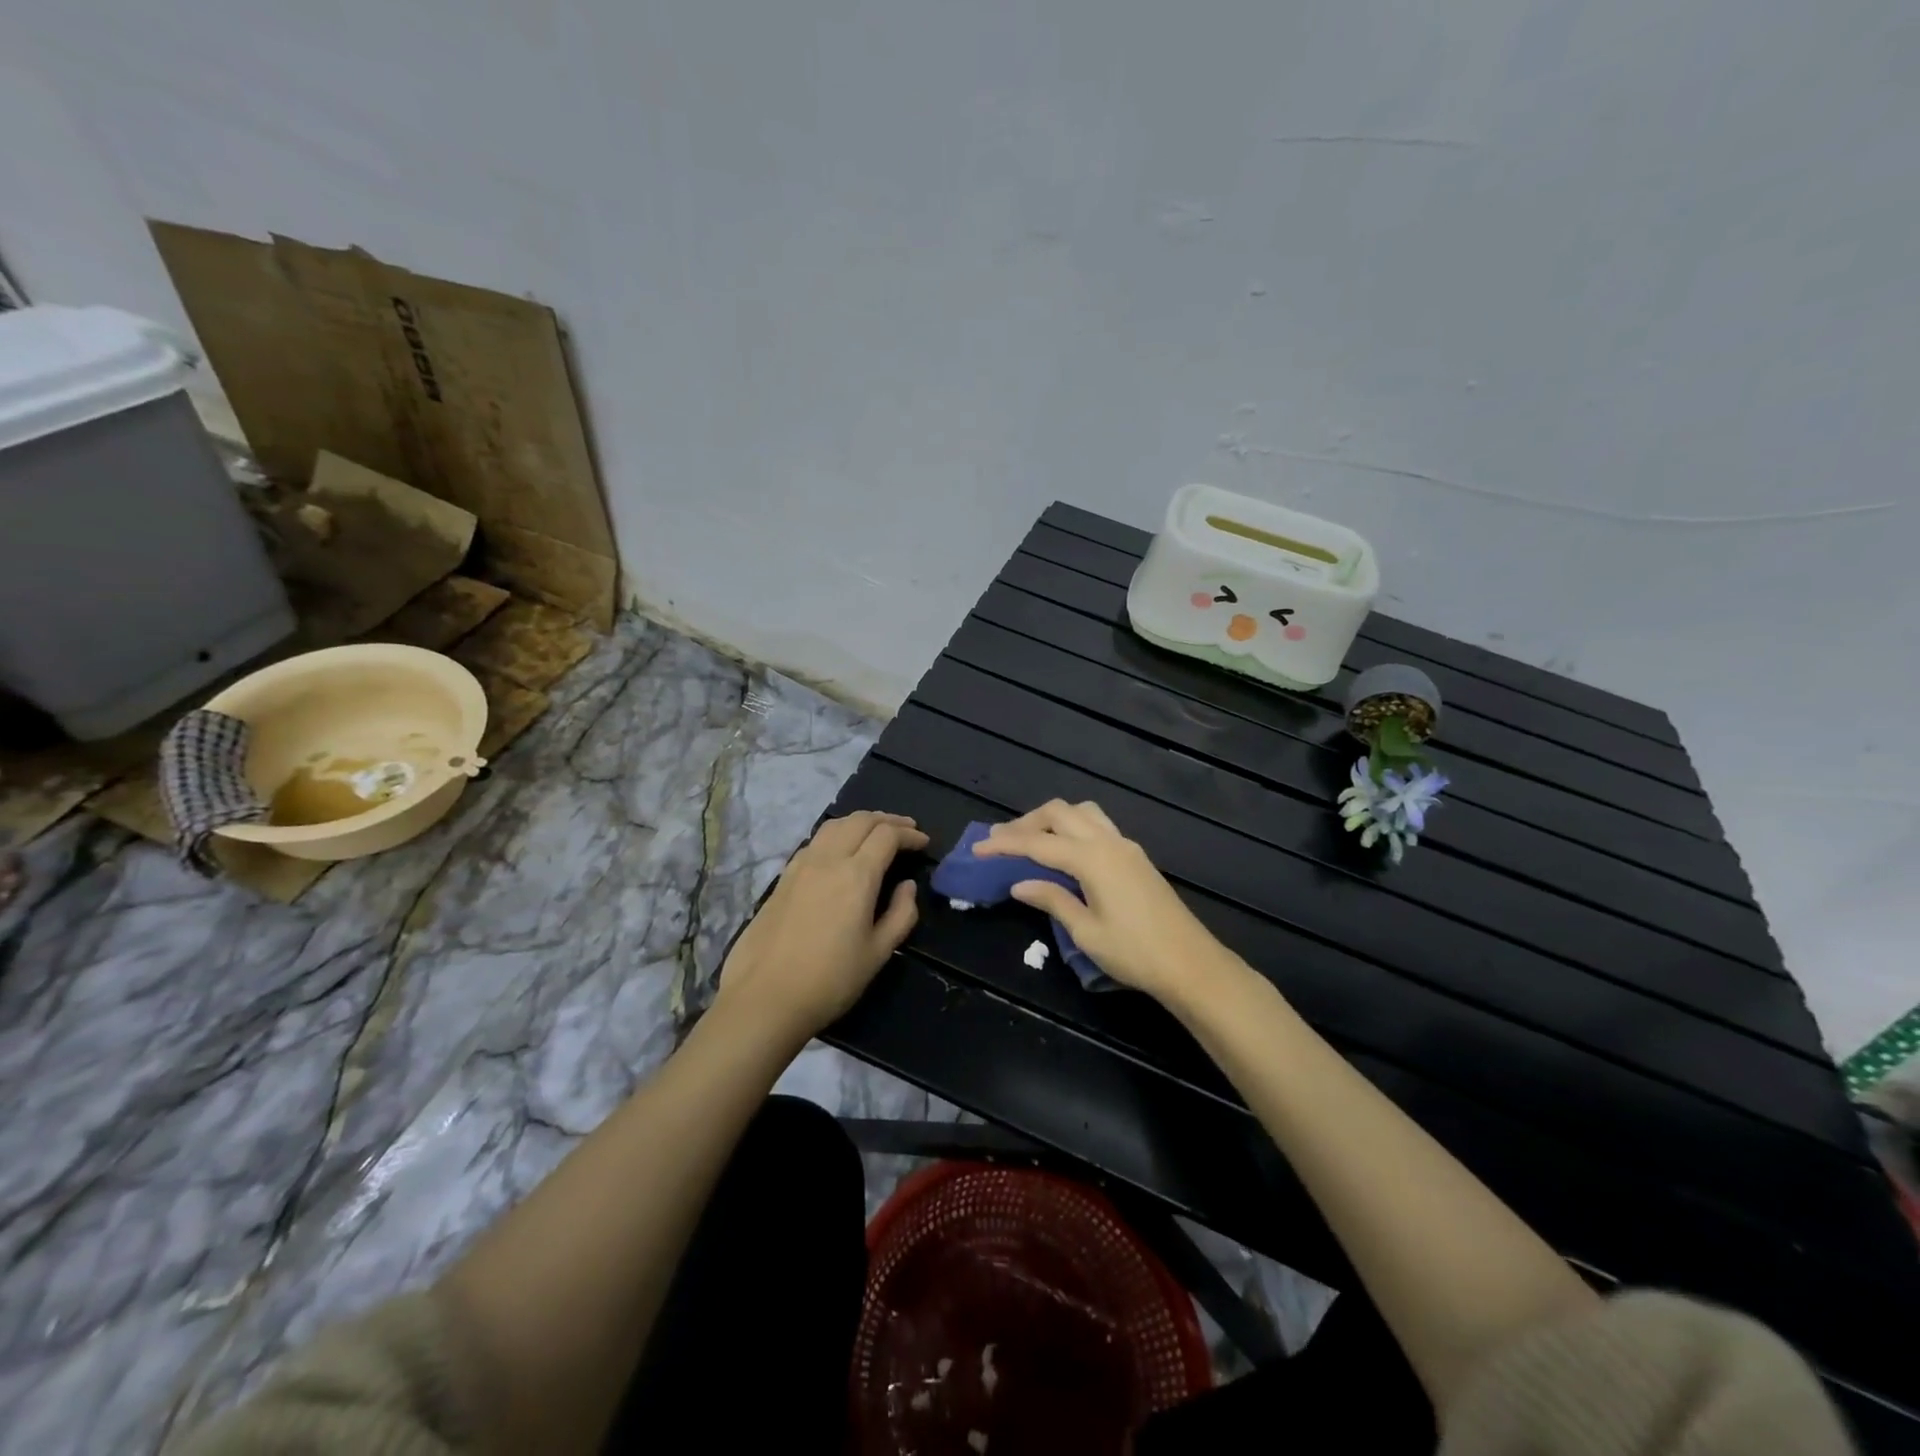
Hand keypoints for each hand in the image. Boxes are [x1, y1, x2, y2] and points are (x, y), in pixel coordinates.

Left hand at [716, 811, 927, 1040]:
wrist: (764, 998)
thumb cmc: (830, 981)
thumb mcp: (878, 953)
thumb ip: (901, 914)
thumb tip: (907, 886)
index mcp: (856, 875)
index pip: (887, 836)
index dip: (909, 834)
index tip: (923, 842)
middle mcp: (828, 859)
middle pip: (860, 821)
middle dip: (888, 820)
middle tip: (907, 829)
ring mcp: (801, 866)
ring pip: (834, 825)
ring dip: (860, 822)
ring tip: (876, 832)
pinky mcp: (782, 878)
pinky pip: (815, 841)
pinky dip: (837, 834)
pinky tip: (841, 851)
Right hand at [974, 800, 1236, 1005]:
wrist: (1191, 963)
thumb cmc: (1135, 953)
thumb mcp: (1086, 932)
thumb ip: (1052, 900)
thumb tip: (1020, 883)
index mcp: (1092, 859)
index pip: (1038, 843)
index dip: (1005, 844)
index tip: (978, 848)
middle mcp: (1108, 842)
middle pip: (1059, 813)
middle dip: (1026, 822)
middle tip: (1000, 841)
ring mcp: (1125, 846)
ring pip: (1082, 812)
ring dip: (1053, 819)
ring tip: (1031, 839)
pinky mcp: (1135, 856)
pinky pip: (1098, 824)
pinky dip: (1073, 827)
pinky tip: (1065, 850)